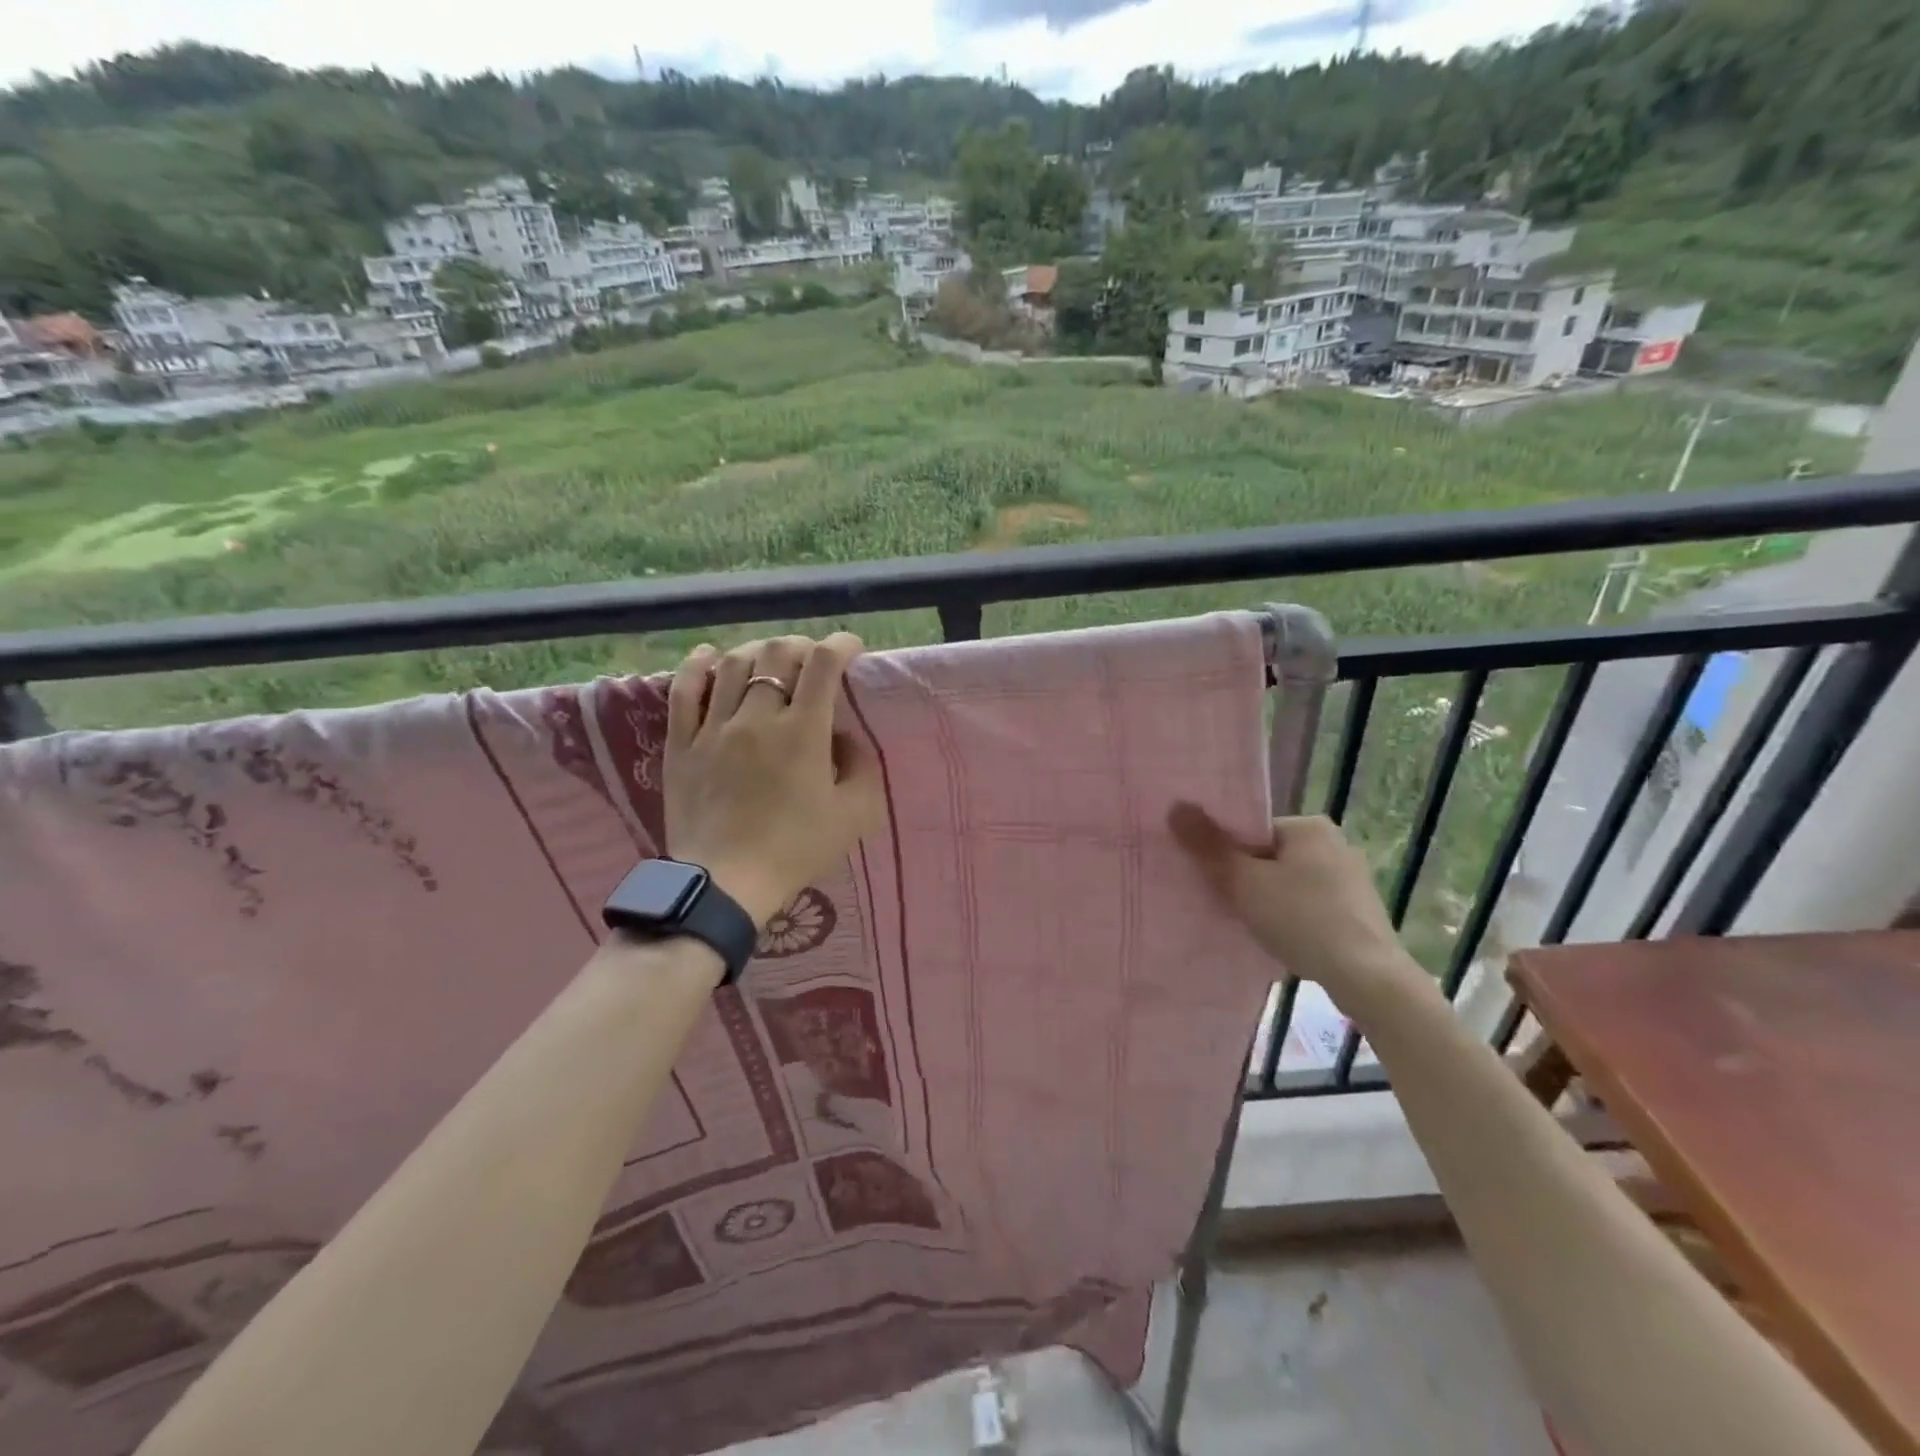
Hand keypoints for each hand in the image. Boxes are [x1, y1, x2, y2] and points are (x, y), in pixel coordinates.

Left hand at [664, 634, 882, 927]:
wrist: (726, 884)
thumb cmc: (795, 850)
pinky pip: (684, 690)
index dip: (841, 645)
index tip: (851, 649)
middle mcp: (757, 718)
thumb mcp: (853, 816)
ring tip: (770, 661)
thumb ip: (861, 768)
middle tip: (812, 661)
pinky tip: (710, 656)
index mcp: (803, 732)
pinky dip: (698, 665)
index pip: (823, 664)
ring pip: (734, 665)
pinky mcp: (681, 744)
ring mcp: (714, 728)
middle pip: (777, 654)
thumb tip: (845, 737)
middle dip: (802, 646)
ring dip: (758, 652)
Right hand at [1168, 804, 1424, 1004]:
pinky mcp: (1358, 911)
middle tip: (1225, 903)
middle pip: (1269, 855)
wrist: (1367, 977)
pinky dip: (1292, 917)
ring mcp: (1351, 878)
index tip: (1213, 880)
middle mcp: (1334, 843)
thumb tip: (1176, 806)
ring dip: (1268, 899)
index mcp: (1309, 826)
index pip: (1252, 831)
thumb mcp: (1244, 881)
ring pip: (1289, 882)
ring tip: (1250, 924)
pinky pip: (1309, 904)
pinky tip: (1281, 938)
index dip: (1226, 854)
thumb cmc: (1301, 918)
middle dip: (1246, 878)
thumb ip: (1208, 845)